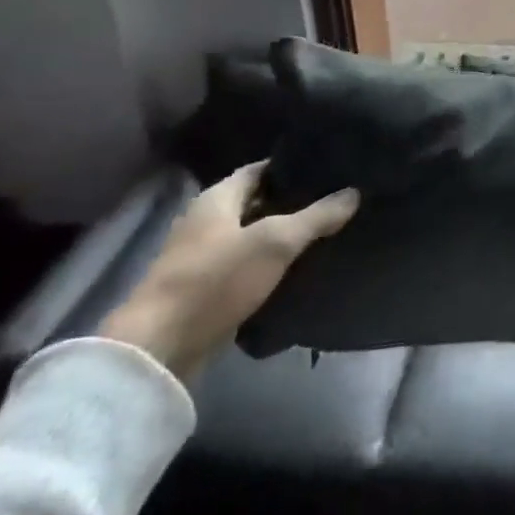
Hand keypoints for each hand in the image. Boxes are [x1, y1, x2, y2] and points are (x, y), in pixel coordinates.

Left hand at [100, 162, 357, 380]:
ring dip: (284, 234)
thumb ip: (317, 216)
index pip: (262, 168)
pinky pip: (247, 265)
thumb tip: (354, 192)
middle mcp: (207, 220)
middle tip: (337, 199)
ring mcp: (203, 256)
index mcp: (217, 197)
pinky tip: (300, 267)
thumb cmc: (216, 279)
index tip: (331, 167)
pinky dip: (271, 263)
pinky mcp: (206, 289)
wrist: (160, 348)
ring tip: (328, 231)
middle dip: (294, 201)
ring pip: (254, 235)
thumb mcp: (276, 242)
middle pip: (258, 201)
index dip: (294, 165)